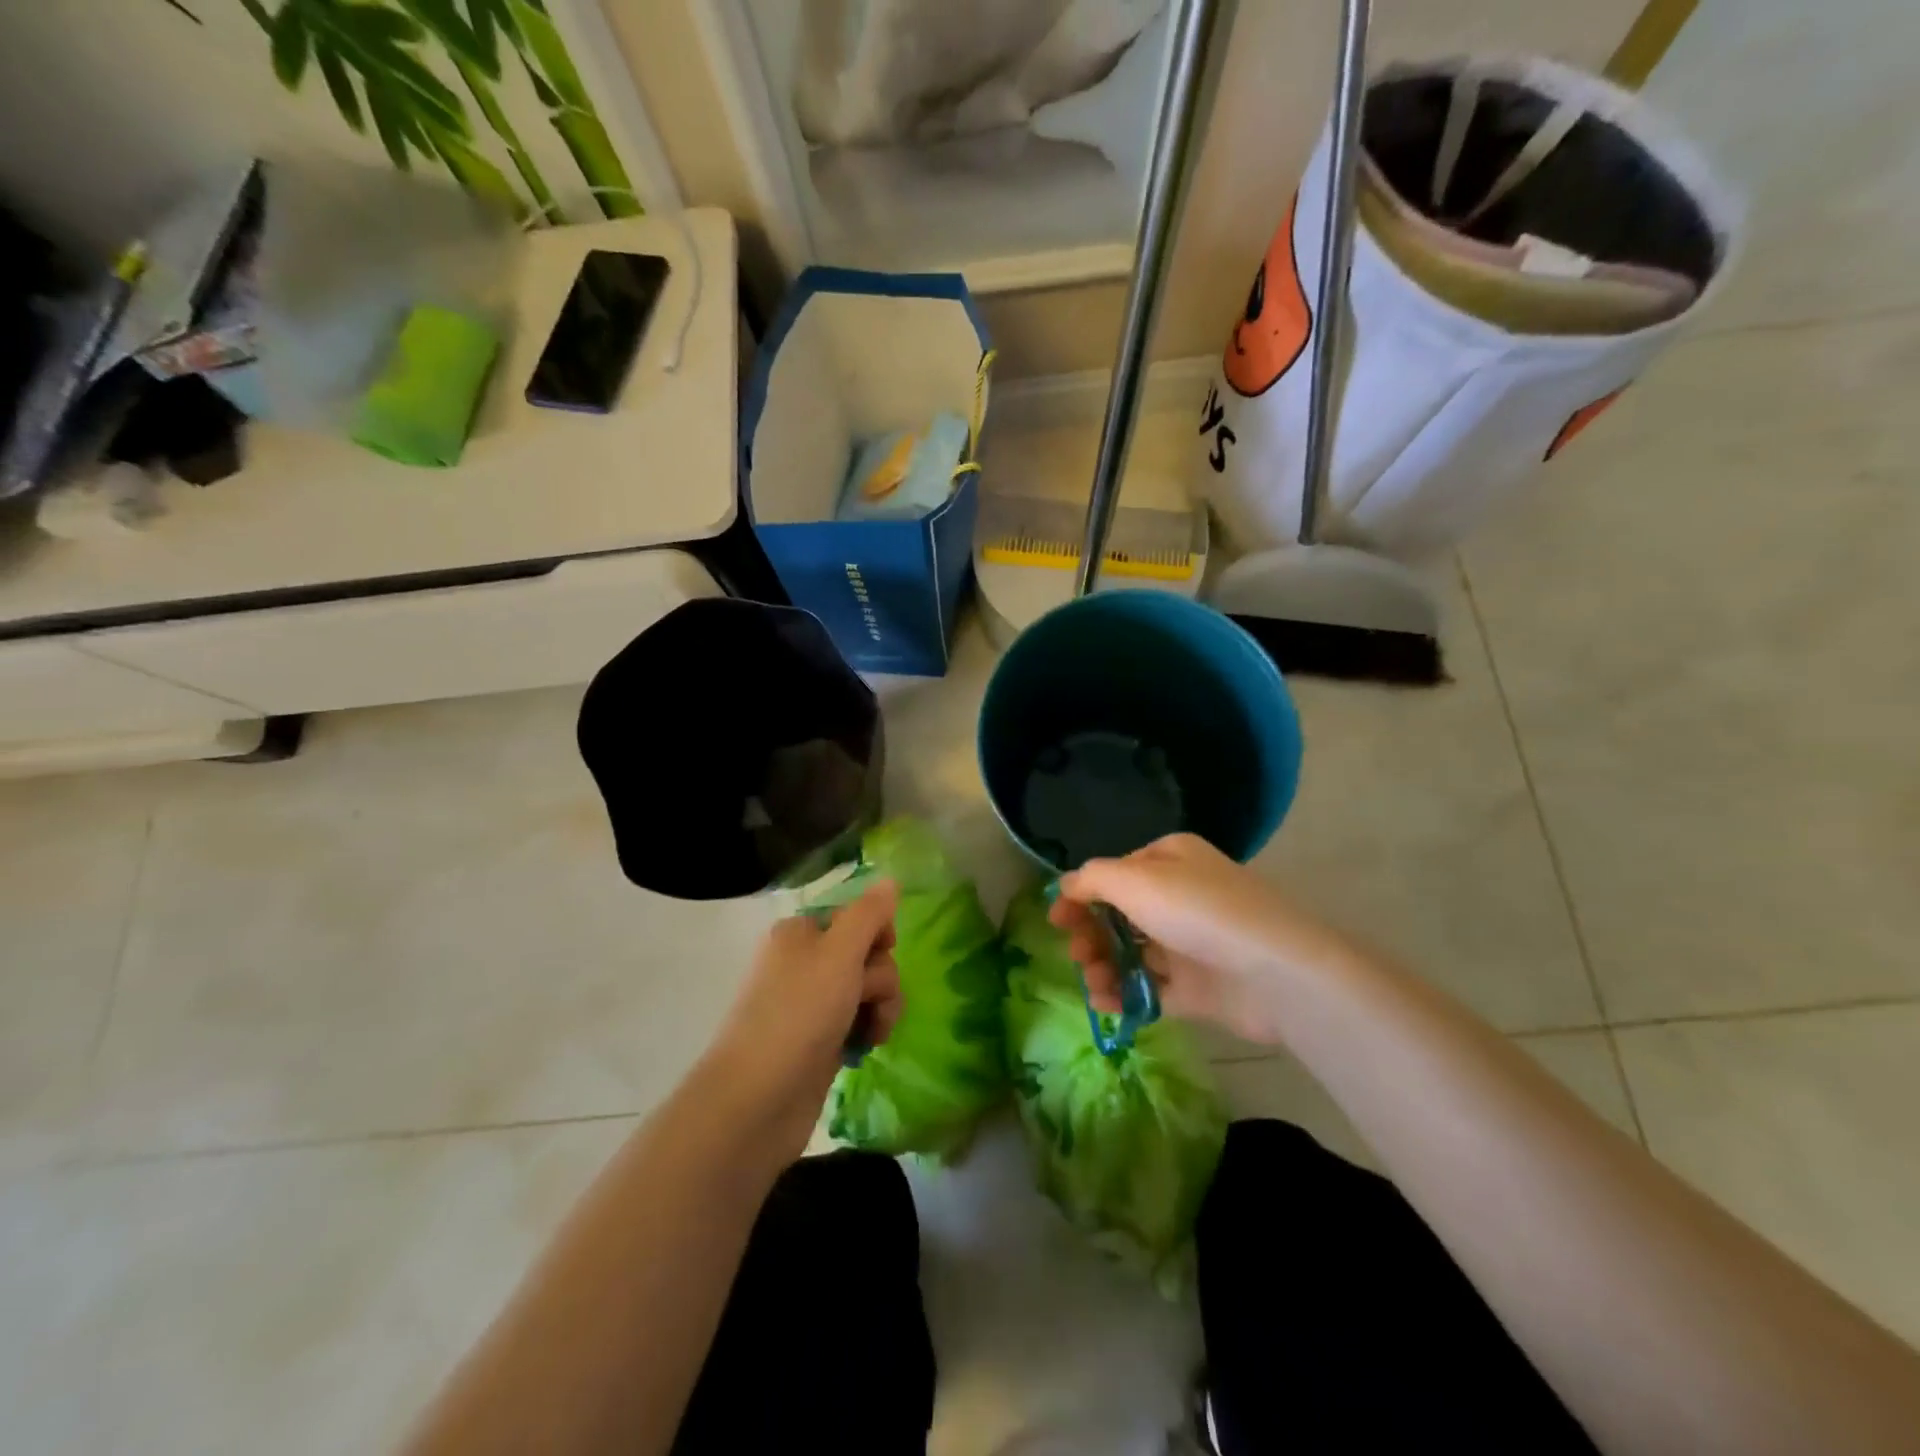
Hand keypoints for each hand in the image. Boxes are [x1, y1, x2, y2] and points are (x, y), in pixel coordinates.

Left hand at [700, 883, 902, 1159]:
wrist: (757, 1100)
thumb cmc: (798, 1013)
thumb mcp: (839, 953)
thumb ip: (869, 914)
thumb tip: (890, 879)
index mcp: (801, 933)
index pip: (856, 915)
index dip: (878, 932)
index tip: (884, 949)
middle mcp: (805, 963)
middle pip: (867, 953)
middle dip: (880, 977)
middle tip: (865, 998)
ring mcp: (812, 1004)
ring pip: (868, 989)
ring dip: (880, 1007)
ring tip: (871, 1032)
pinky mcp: (820, 1041)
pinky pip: (859, 1021)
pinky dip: (866, 1030)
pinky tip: (863, 1047)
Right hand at [1048, 834, 1359, 1046]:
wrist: (1273, 972)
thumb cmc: (1196, 911)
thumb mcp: (1134, 880)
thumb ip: (1092, 879)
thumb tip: (1067, 886)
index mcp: (1169, 860)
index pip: (1115, 874)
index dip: (1081, 895)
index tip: (1056, 920)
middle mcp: (1180, 896)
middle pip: (1120, 914)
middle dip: (1091, 933)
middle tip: (1076, 952)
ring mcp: (1190, 943)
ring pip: (1132, 952)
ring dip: (1103, 965)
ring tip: (1093, 981)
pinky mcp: (1198, 987)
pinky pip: (1151, 988)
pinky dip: (1125, 994)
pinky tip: (1105, 1004)